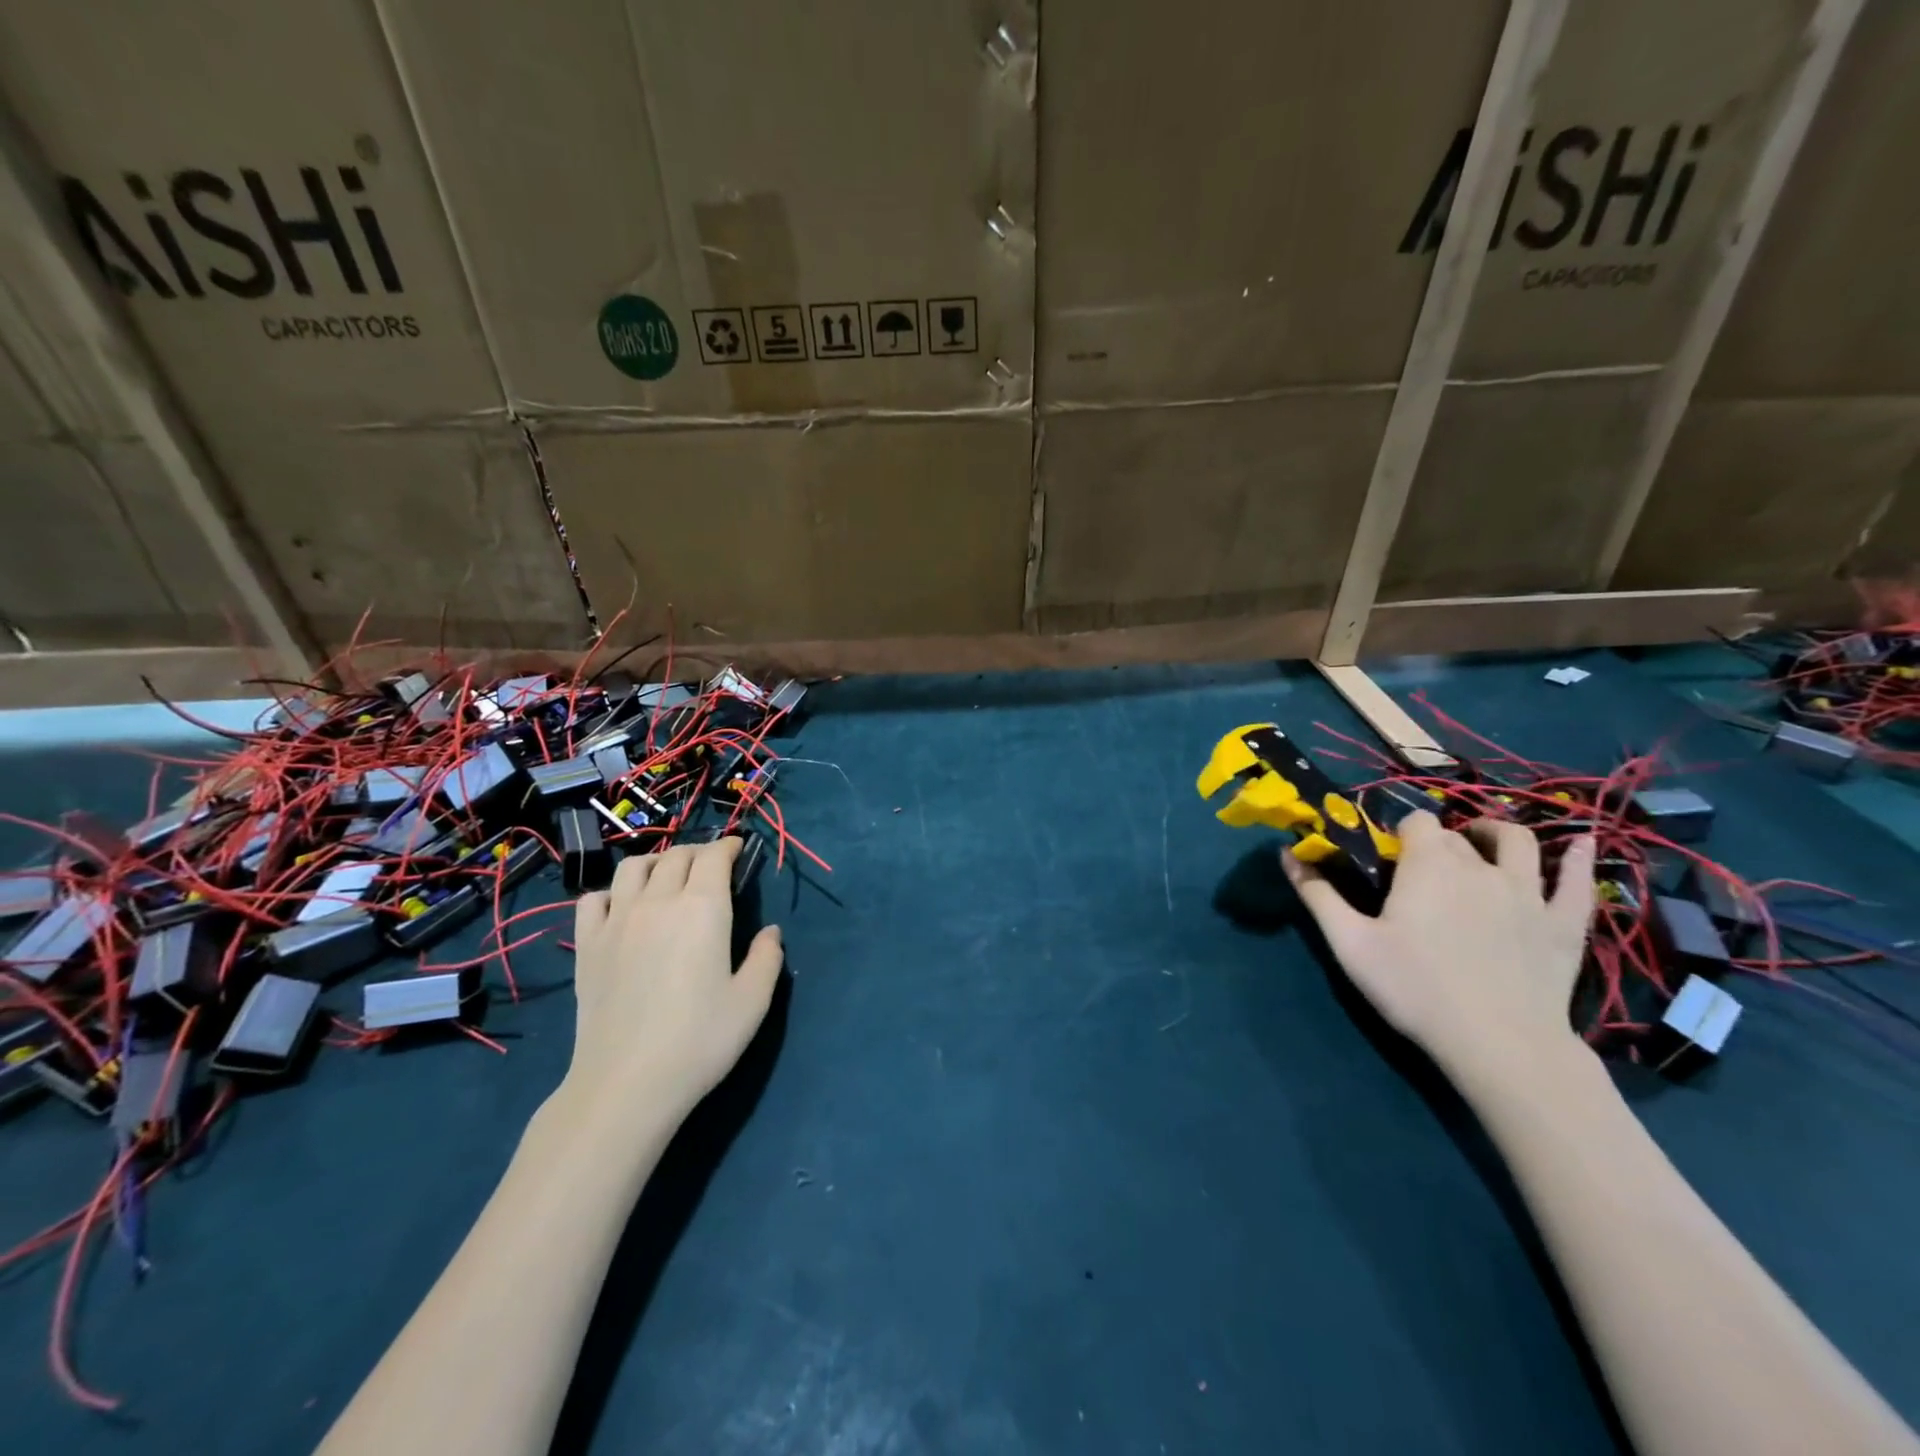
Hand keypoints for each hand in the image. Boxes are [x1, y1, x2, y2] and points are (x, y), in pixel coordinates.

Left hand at [566, 837, 784, 1123]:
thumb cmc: (700, 1039)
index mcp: (703, 907)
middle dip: (698, 852)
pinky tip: (623, 909)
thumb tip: (769, 932)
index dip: (729, 846)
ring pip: (633, 867)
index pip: (714, 856)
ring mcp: (616, 921)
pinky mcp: (587, 946)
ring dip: (657, 863)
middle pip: (676, 856)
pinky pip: (593, 899)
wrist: (627, 1083)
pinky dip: (612, 892)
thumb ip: (767, 957)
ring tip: (668, 877)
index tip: (740, 850)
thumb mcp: (753, 1001)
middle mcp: (658, 901)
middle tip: (712, 866)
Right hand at [1283, 811, 1595, 1090]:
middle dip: (1437, 843)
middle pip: (1457, 835)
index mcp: (1428, 864)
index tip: (1387, 858)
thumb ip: (1317, 894)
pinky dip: (1580, 858)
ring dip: (1497, 834)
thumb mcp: (1349, 942)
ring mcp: (1529, 892)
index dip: (1400, 833)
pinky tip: (1584, 844)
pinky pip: (1578, 881)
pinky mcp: (1564, 923)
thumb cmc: (1415, 988)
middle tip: (1418, 872)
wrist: (1499, 1045)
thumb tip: (1286, 854)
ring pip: (1518, 843)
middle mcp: (1480, 865)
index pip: (1416, 822)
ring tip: (1481, 843)